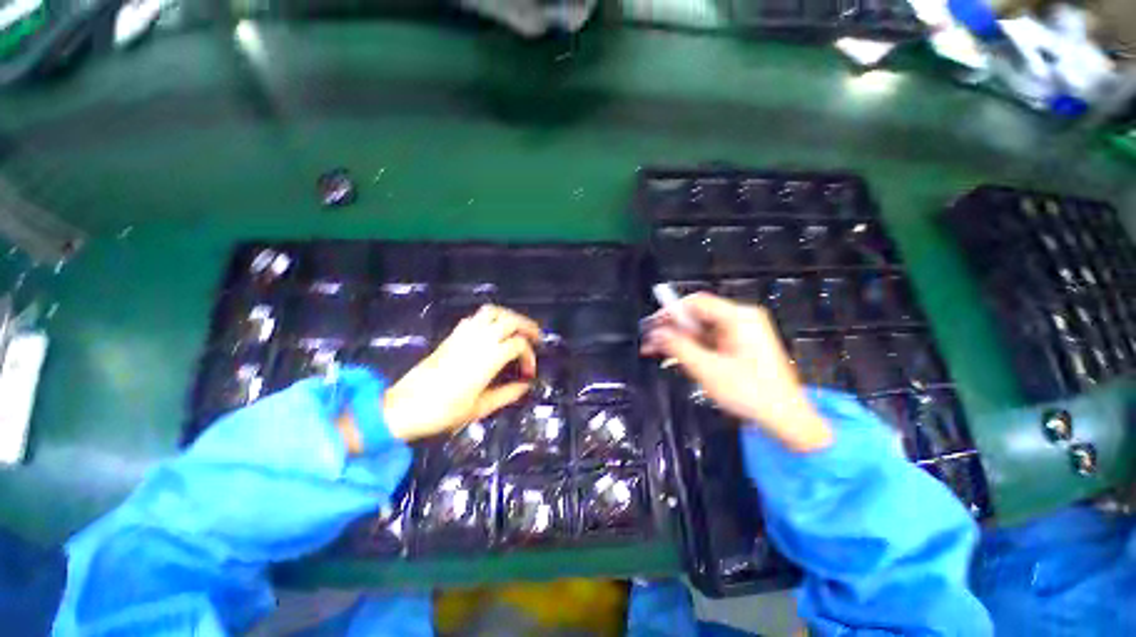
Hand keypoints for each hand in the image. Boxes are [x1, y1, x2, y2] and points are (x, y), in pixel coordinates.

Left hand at [338, 305, 540, 448]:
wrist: (404, 407)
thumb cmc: (444, 411)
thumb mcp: (480, 408)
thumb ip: (507, 394)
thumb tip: (525, 386)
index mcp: (489, 358)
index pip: (519, 344)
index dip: (529, 356)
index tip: (528, 373)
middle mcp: (479, 340)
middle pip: (510, 320)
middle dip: (527, 325)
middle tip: (535, 337)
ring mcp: (464, 335)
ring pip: (492, 312)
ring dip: (508, 316)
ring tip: (516, 328)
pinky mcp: (452, 336)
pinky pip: (475, 317)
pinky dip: (489, 319)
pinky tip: (492, 331)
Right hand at [641, 292, 831, 451]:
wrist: (785, 419)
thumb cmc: (752, 394)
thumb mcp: (708, 369)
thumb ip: (678, 347)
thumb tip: (656, 333)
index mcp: (739, 318)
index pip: (695, 303)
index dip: (669, 312)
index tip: (651, 326)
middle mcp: (742, 320)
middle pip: (697, 316)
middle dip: (671, 330)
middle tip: (650, 343)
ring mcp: (742, 333)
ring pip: (700, 330)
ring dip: (678, 340)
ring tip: (657, 352)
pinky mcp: (740, 345)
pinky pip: (709, 340)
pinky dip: (692, 348)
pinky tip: (676, 358)